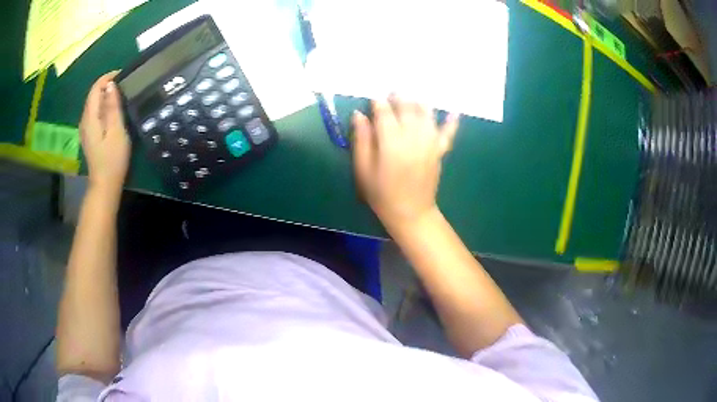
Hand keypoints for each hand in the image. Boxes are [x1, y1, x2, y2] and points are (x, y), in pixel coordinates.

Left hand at [79, 72, 130, 194]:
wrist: (104, 184)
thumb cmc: (112, 159)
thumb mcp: (116, 130)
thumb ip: (112, 107)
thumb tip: (111, 85)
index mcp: (90, 117)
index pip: (95, 89)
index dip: (107, 77)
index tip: (123, 74)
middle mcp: (84, 120)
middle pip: (93, 95)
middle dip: (107, 85)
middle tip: (124, 84)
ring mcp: (85, 129)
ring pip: (93, 104)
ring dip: (105, 96)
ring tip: (120, 95)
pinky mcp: (89, 135)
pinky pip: (94, 113)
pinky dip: (102, 106)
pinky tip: (112, 110)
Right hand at [352, 96, 458, 228]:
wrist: (410, 212)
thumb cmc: (381, 193)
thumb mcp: (363, 169)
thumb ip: (361, 139)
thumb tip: (359, 115)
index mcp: (391, 141)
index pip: (384, 113)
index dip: (378, 104)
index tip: (373, 100)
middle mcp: (413, 136)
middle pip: (407, 108)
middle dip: (399, 98)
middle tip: (392, 93)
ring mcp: (429, 142)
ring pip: (426, 114)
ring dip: (419, 102)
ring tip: (411, 97)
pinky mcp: (439, 151)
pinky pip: (448, 132)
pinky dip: (451, 121)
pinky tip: (454, 111)